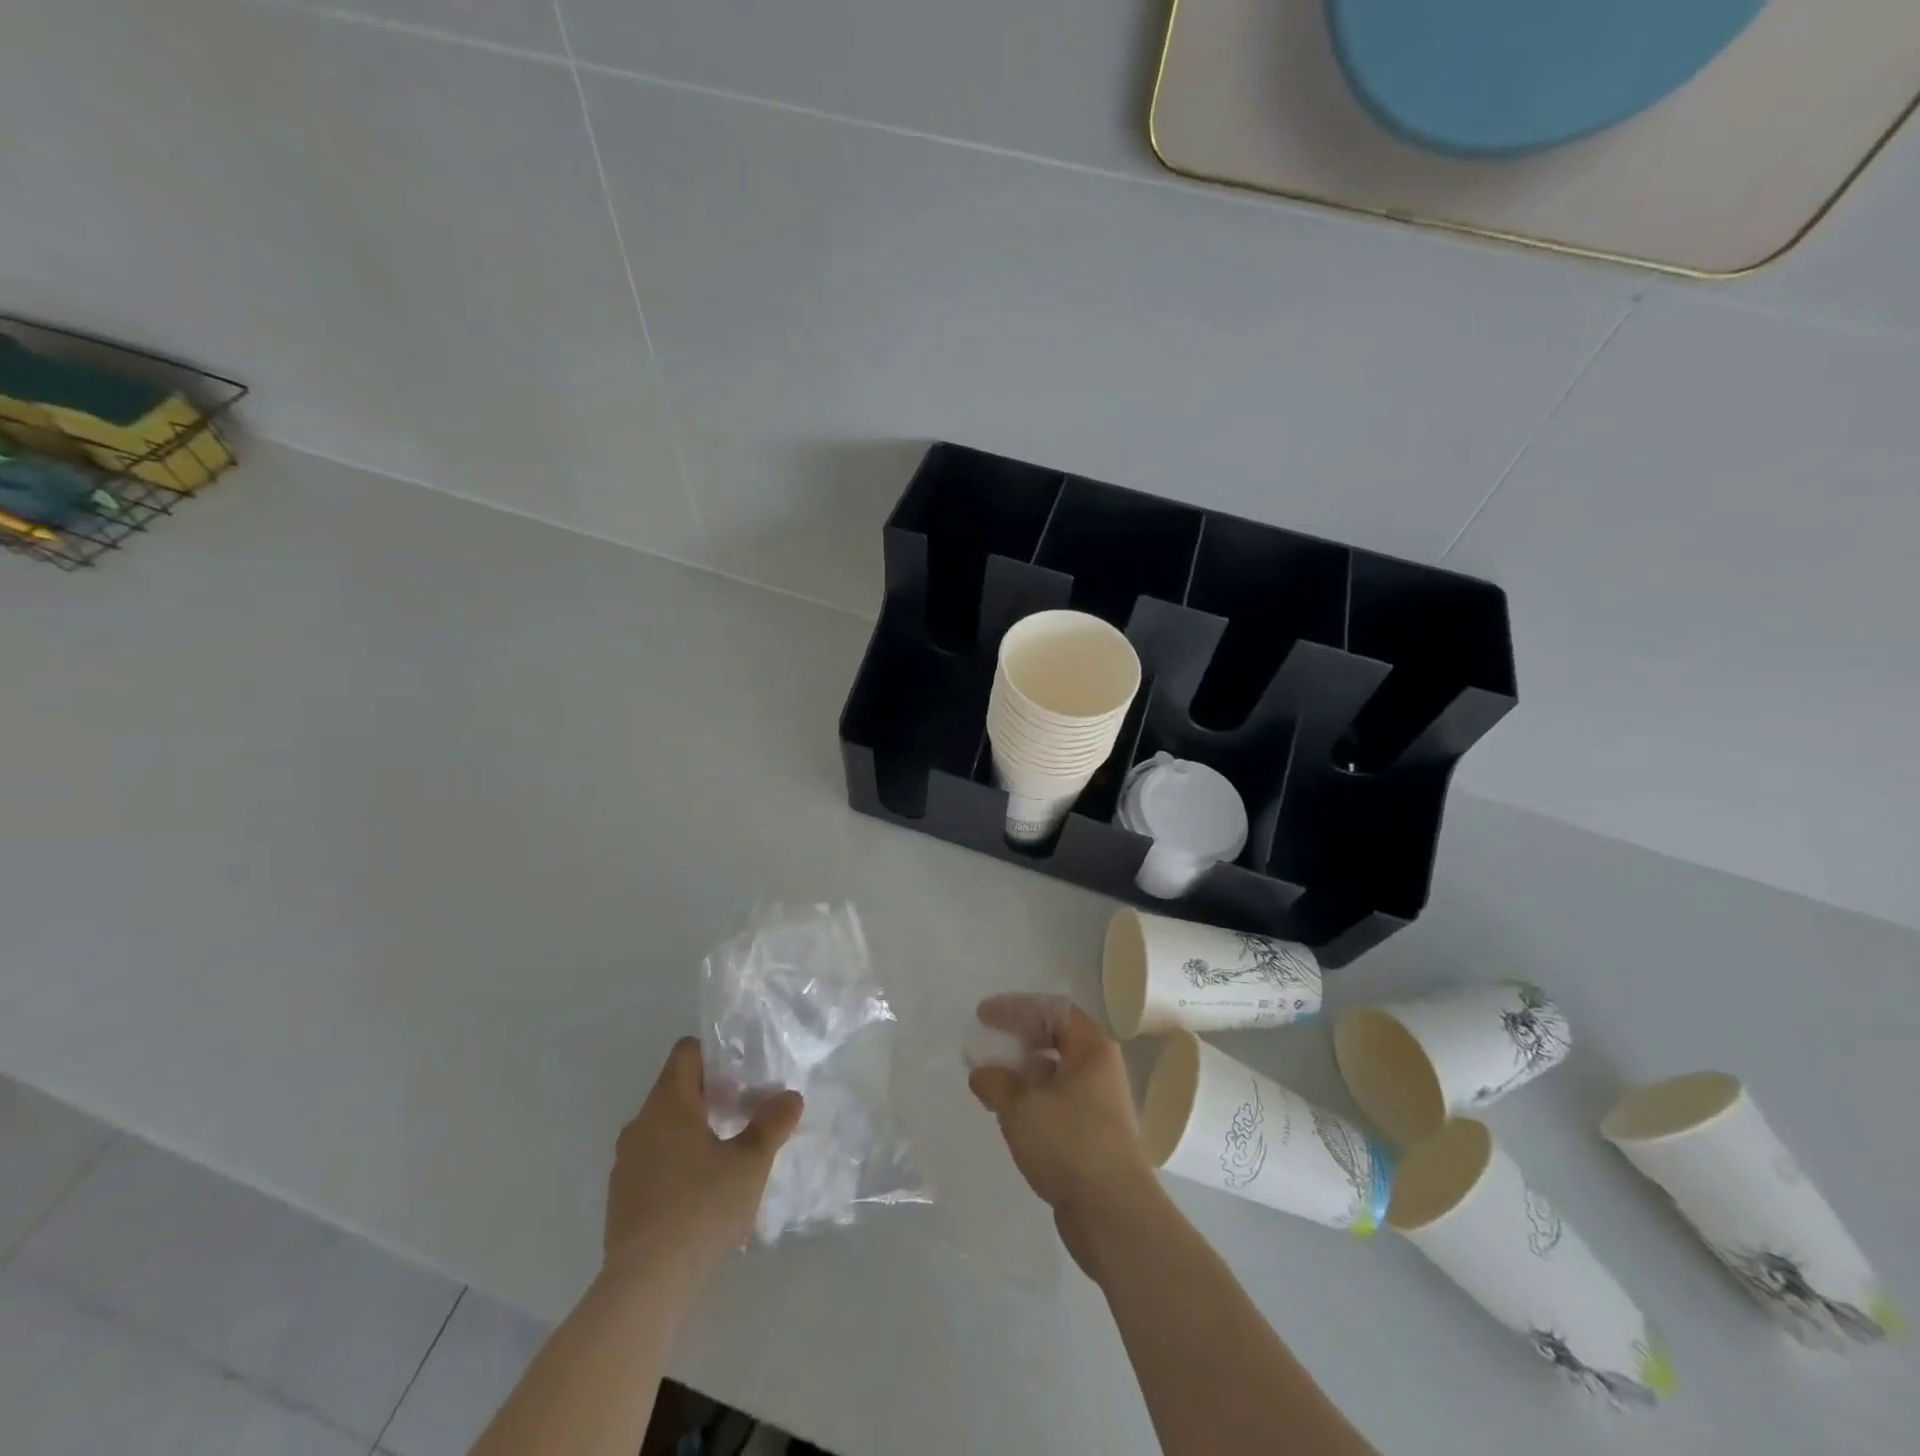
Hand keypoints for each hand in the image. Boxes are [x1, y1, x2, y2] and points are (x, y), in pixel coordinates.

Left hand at [603, 1038, 802, 1281]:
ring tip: (729, 1153)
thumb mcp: (750, 1163)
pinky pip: (654, 1160)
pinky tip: (702, 1192)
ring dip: (695, 1130)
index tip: (744, 1074)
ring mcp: (626, 1163)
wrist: (644, 1286)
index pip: (686, 1053)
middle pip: (677, 1089)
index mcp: (668, 1104)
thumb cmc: (701, 1208)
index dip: (716, 1055)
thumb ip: (772, 1124)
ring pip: (665, 1127)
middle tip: (747, 1113)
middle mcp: (640, 1124)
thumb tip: (790, 1097)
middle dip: (712, 1095)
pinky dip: (678, 1162)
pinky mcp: (621, 1198)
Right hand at [968, 995, 1159, 1276]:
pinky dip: (1031, 1098)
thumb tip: (981, 1073)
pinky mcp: (1091, 1134)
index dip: (1016, 1007)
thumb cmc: (1069, 1144)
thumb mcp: (1022, 1107)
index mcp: (1092, 1047)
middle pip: (1056, 1038)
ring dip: (1022, 1070)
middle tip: (987, 1041)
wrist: (1113, 1215)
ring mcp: (1098, 1103)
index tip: (983, 1015)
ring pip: (1055, 1072)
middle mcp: (1100, 1068)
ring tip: (989, 1078)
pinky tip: (1007, 1111)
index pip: (1053, 1009)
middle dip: (1019, 1037)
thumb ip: (997, 1081)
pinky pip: (1056, 1101)